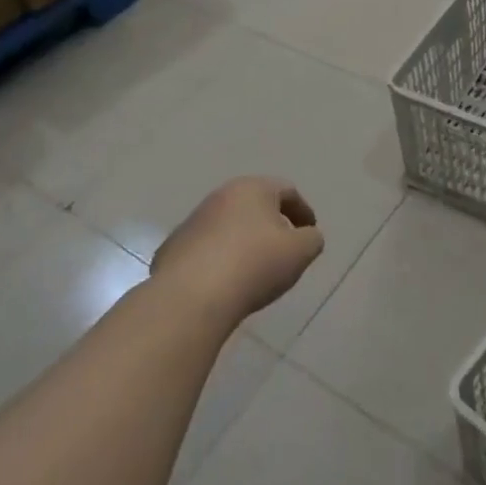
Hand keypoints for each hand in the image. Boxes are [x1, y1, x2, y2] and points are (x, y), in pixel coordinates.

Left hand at [153, 177, 324, 322]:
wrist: (191, 296)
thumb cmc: (254, 264)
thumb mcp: (300, 251)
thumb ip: (312, 239)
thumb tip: (306, 236)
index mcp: (252, 189)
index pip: (286, 190)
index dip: (303, 211)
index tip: (310, 232)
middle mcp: (220, 196)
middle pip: (255, 205)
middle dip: (273, 224)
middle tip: (285, 249)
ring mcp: (193, 221)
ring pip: (229, 225)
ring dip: (245, 241)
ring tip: (255, 269)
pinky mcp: (173, 248)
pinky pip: (207, 248)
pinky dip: (221, 258)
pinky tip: (226, 281)